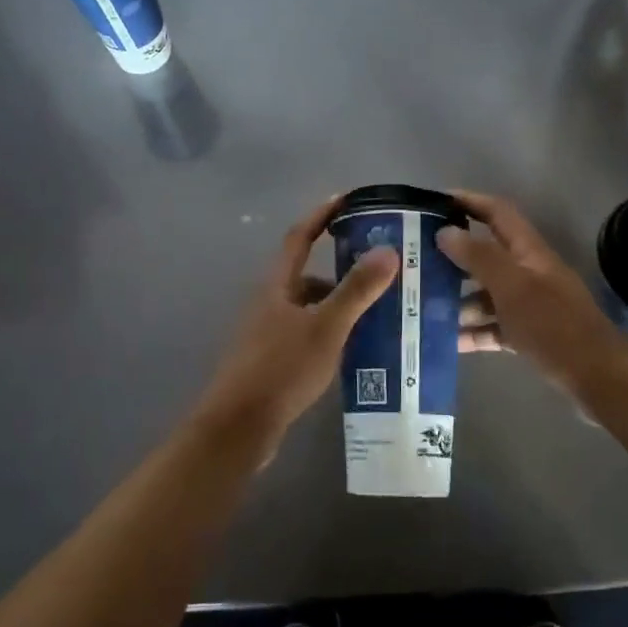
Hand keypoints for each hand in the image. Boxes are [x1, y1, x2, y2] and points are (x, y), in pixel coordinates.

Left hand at [193, 196, 398, 448]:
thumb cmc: (281, 369)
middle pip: (307, 273)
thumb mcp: (326, 327)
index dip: (321, 215)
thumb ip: (356, 290)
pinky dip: (332, 330)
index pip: (299, 237)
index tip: (348, 199)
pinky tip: (355, 347)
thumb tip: (387, 250)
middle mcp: (270, 302)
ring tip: (379, 309)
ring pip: (310, 306)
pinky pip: (309, 332)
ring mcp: (269, 332)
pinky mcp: (274, 360)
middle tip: (380, 265)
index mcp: (277, 285)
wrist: (239, 427)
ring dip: (339, 302)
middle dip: (342, 266)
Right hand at [436, 190, 627, 395]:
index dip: (469, 201)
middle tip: (415, 261)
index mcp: (529, 252)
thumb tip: (445, 231)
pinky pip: (493, 327)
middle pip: (486, 254)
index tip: (434, 202)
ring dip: (458, 299)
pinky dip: (472, 332)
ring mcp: (529, 305)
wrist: (598, 378)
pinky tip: (446, 342)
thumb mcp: (512, 287)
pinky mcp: (528, 334)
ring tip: (423, 307)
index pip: (497, 213)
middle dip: (452, 256)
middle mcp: (528, 272)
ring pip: (486, 293)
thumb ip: (479, 257)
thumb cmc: (554, 325)